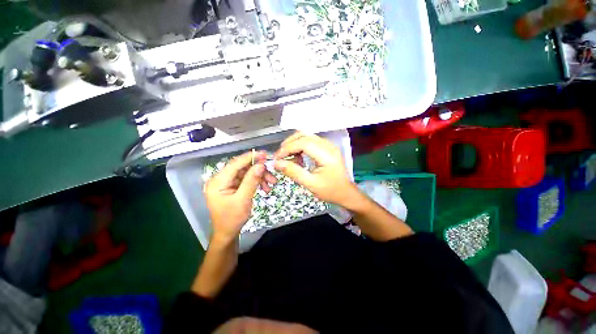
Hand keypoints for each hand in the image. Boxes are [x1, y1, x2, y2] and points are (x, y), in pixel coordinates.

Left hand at [204, 151, 276, 242]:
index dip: (250, 157)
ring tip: (272, 184)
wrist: (228, 233)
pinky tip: (266, 188)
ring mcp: (227, 182)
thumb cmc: (232, 219)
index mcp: (218, 181)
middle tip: (272, 173)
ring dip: (260, 177)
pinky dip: (257, 182)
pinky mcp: (233, 186)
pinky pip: (247, 180)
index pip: (235, 164)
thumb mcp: (243, 200)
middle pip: (242, 168)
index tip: (265, 154)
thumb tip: (260, 165)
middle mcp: (221, 179)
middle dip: (259, 170)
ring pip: (247, 173)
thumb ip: (251, 181)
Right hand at [273, 132, 358, 206]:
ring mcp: (328, 145)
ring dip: (294, 144)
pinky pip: (310, 141)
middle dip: (289, 144)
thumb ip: (294, 172)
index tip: (277, 158)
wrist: (346, 193)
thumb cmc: (330, 191)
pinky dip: (300, 147)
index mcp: (326, 154)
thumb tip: (276, 163)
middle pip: (304, 135)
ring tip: (289, 158)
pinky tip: (298, 158)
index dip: (287, 148)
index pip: (303, 143)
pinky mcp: (327, 148)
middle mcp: (328, 145)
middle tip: (280, 157)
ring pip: (306, 136)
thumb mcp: (311, 184)